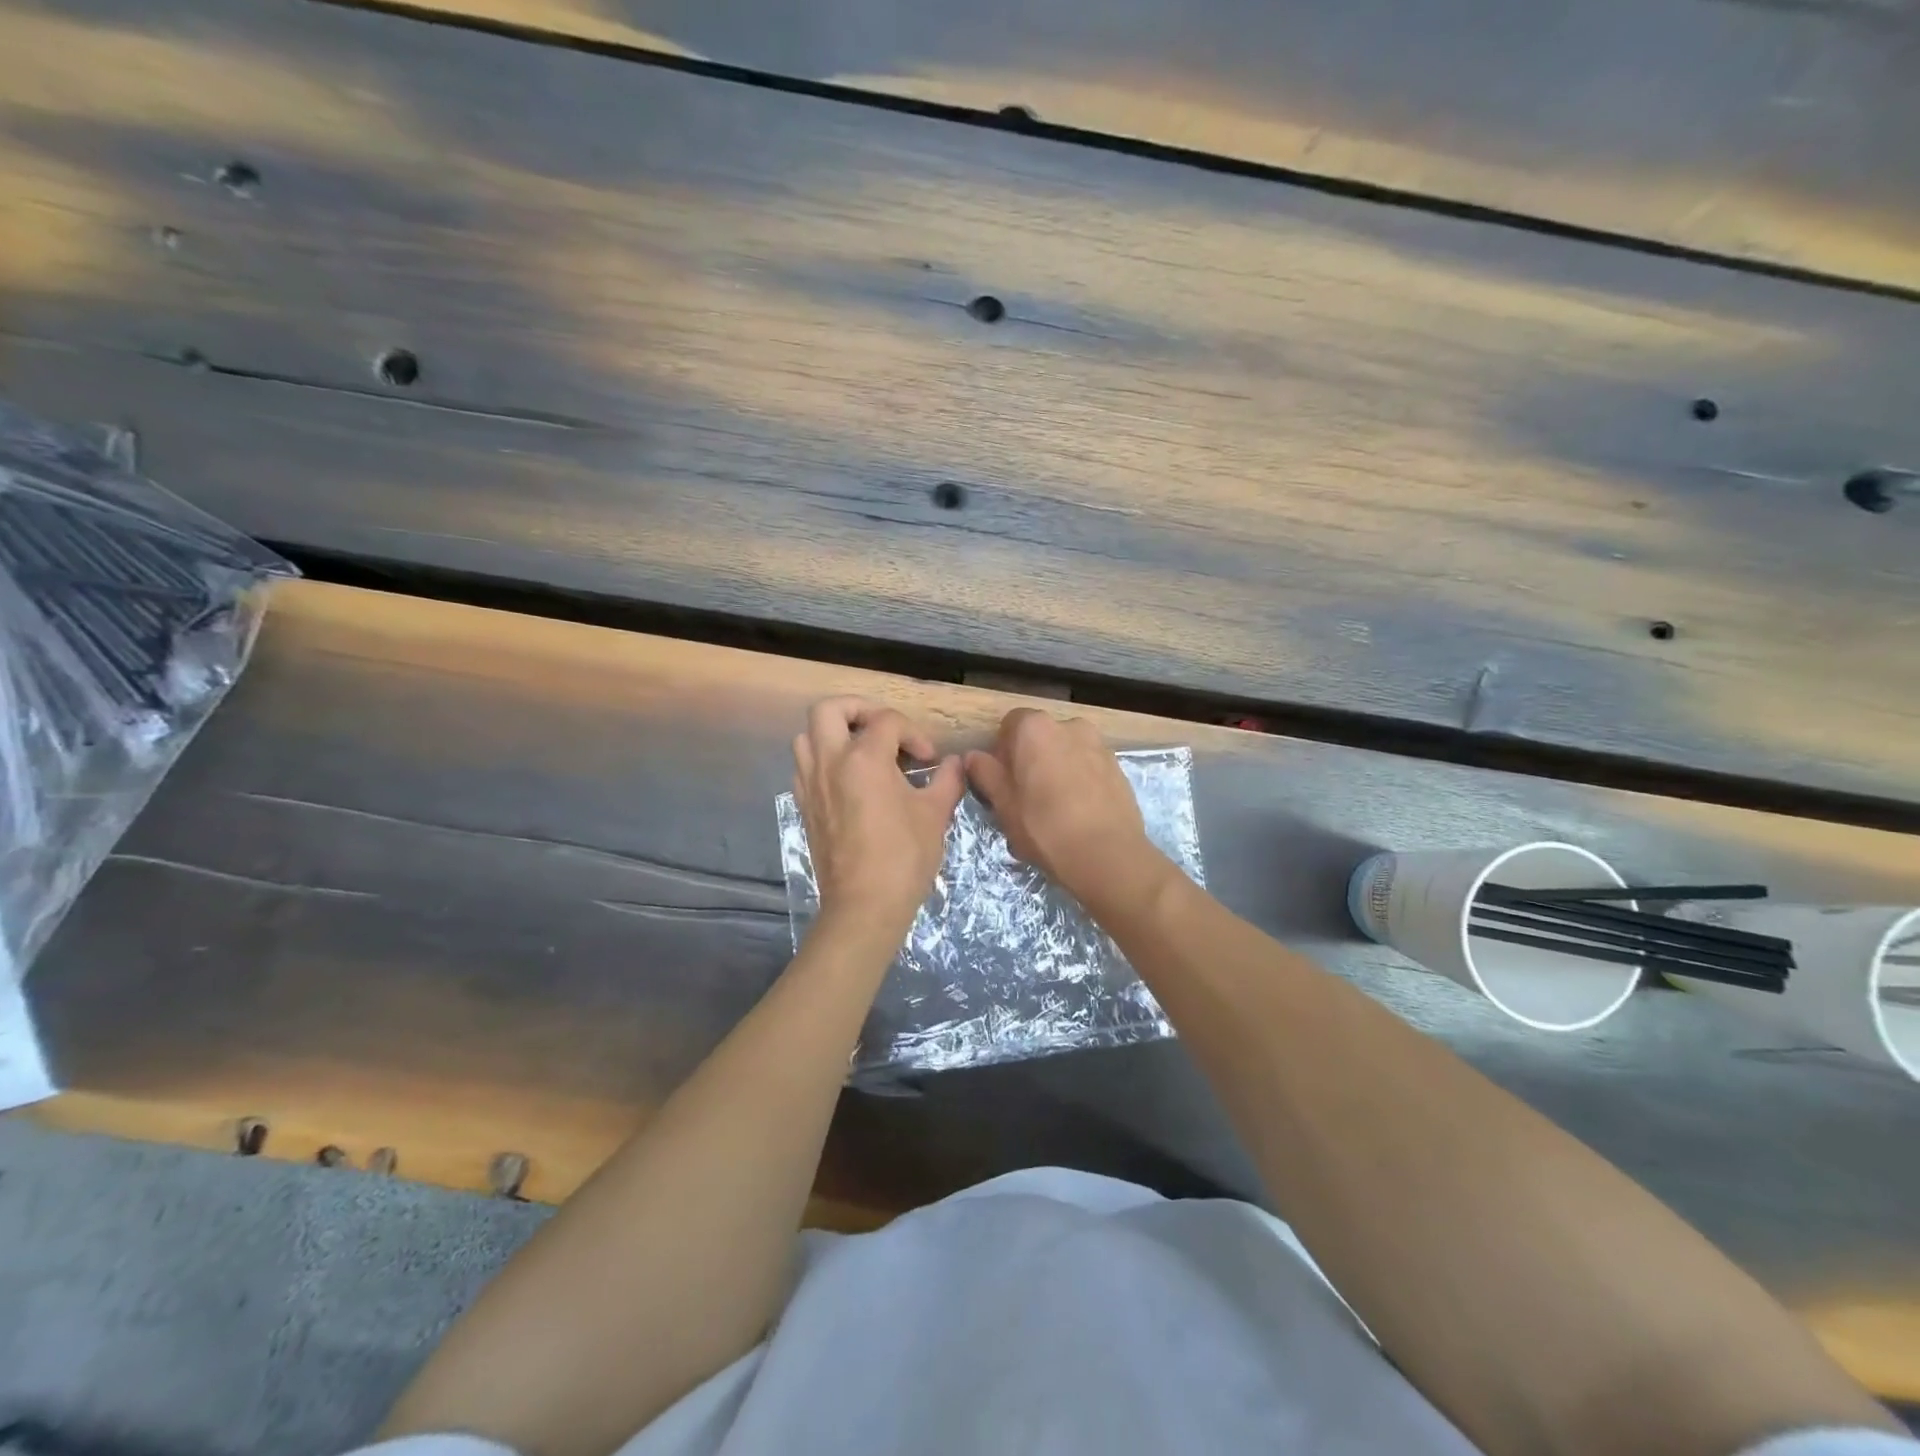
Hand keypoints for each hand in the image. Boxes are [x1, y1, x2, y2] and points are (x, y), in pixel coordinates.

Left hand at [792, 697, 965, 946]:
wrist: (864, 905)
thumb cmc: (904, 857)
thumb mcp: (935, 815)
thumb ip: (947, 780)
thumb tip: (955, 763)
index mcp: (864, 759)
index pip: (887, 720)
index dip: (913, 732)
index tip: (928, 759)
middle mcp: (829, 762)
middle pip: (829, 709)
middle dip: (858, 709)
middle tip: (882, 728)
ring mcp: (810, 784)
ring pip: (807, 736)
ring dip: (834, 733)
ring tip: (862, 751)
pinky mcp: (803, 806)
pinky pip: (804, 767)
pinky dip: (822, 761)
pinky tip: (848, 780)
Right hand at [964, 709, 1168, 913]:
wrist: (1108, 855)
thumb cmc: (1045, 827)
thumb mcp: (1004, 805)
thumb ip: (986, 774)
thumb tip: (973, 756)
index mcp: (1035, 728)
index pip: (1009, 725)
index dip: (1001, 752)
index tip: (1001, 782)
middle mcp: (1069, 725)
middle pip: (1040, 736)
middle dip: (1030, 759)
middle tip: (1024, 797)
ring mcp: (1098, 744)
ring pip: (1066, 751)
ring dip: (1056, 769)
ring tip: (1054, 808)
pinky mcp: (1118, 766)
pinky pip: (1088, 766)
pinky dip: (1079, 780)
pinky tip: (1078, 812)